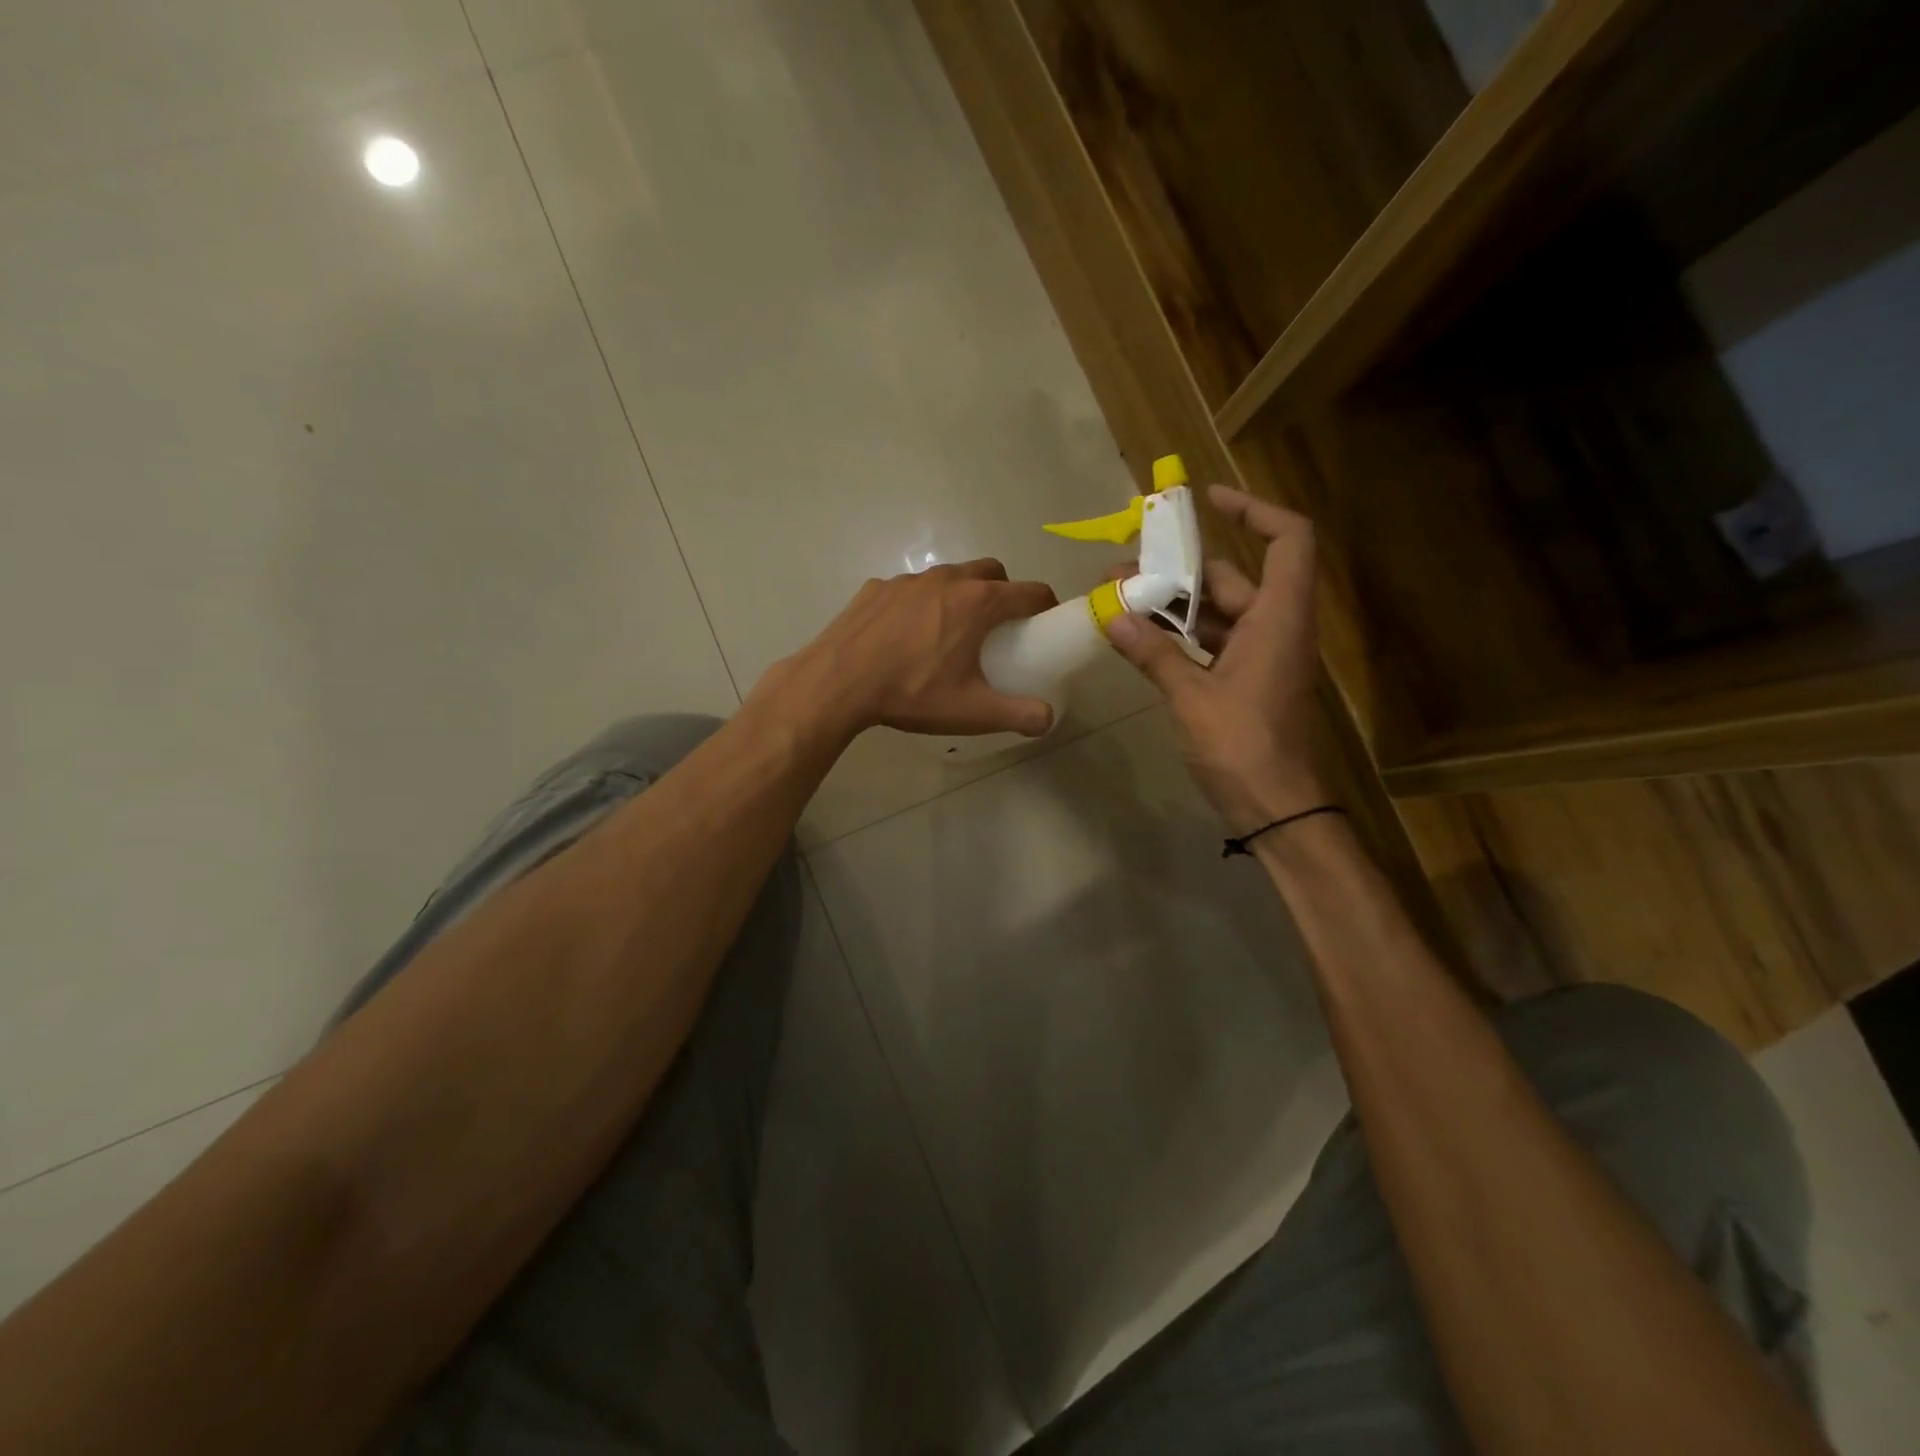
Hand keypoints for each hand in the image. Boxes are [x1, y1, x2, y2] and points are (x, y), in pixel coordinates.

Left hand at [766, 559, 1058, 740]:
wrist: (838, 682)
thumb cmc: (912, 693)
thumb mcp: (973, 712)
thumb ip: (1019, 715)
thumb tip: (1047, 719)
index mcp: (979, 603)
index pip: (1029, 592)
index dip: (1045, 606)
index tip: (1045, 623)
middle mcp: (948, 580)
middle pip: (991, 572)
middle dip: (1004, 592)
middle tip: (998, 627)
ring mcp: (908, 580)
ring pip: (949, 576)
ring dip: (961, 594)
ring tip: (950, 631)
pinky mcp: (877, 588)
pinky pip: (910, 589)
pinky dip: (920, 603)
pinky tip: (905, 635)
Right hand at [1106, 484, 1328, 828]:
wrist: (1276, 806)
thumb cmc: (1242, 745)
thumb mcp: (1191, 696)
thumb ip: (1153, 653)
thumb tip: (1112, 615)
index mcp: (1278, 618)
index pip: (1288, 539)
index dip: (1254, 509)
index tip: (1207, 500)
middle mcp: (1275, 627)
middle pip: (1231, 577)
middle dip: (1177, 571)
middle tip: (1122, 571)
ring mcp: (1261, 655)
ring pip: (1216, 612)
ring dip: (1172, 606)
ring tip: (1119, 603)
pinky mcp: (1247, 680)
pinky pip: (1212, 642)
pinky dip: (1179, 637)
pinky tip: (1140, 639)